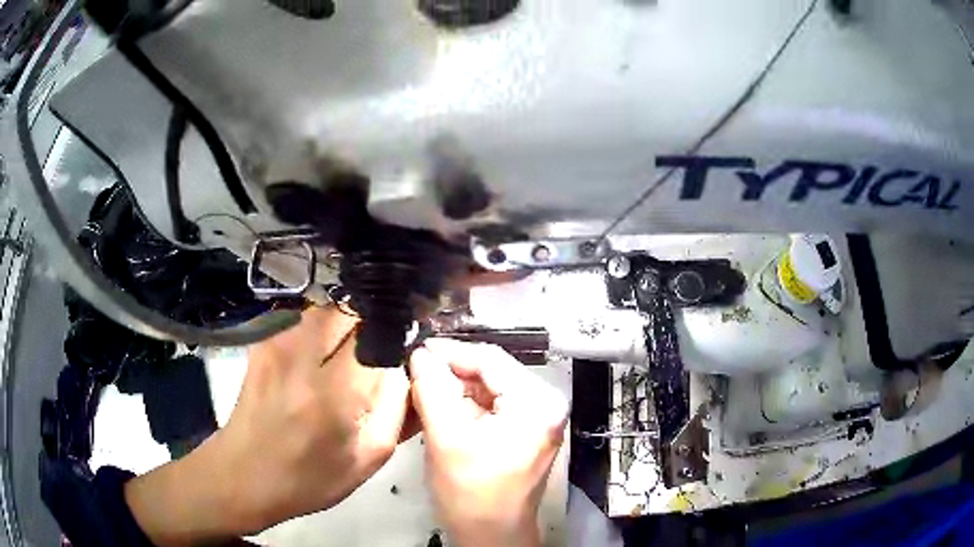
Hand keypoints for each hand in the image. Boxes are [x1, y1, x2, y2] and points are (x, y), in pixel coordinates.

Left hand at [125, 306, 415, 543]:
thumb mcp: (369, 458)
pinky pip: (307, 319)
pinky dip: (325, 330)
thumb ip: (397, 406)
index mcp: (333, 392)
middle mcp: (302, 355)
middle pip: (353, 307)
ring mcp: (277, 341)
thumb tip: (408, 363)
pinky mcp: (265, 340)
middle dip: (375, 321)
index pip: (378, 329)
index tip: (408, 343)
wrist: (243, 474)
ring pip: (330, 307)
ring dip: (350, 323)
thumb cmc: (309, 478)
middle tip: (380, 350)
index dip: (398, 328)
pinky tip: (321, 359)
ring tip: (351, 356)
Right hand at [409, 339, 568, 546]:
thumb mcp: (446, 438)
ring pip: (489, 388)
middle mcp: (545, 404)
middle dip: (452, 371)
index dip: (450, 352)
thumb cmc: (471, 494)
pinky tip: (441, 407)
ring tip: (422, 388)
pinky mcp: (525, 431)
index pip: (490, 359)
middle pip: (491, 372)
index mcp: (537, 402)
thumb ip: (432, 389)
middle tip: (415, 371)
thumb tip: (420, 354)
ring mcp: (538, 418)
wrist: (491, 536)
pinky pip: (492, 406)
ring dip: (456, 388)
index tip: (416, 350)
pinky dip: (465, 404)